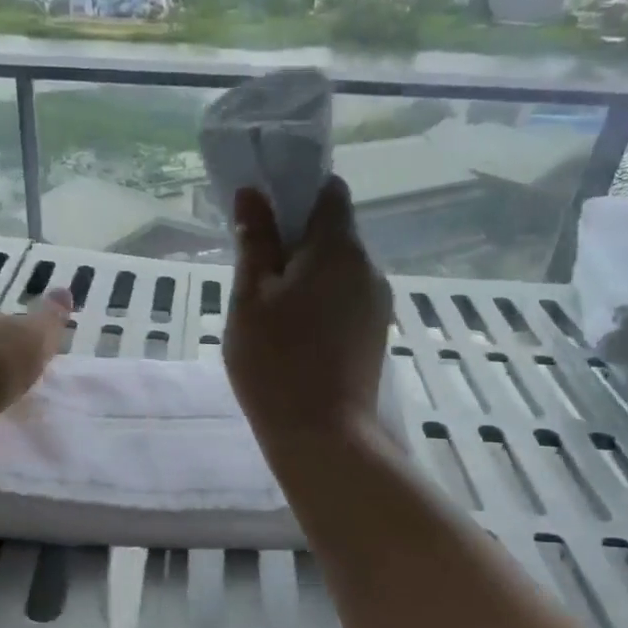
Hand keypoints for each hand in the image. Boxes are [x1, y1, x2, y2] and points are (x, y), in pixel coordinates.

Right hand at [225, 177, 390, 446]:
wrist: (322, 436)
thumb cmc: (276, 362)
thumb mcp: (250, 298)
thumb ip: (255, 242)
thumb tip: (253, 194)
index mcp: (339, 248)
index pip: (329, 191)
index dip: (297, 191)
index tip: (265, 214)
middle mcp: (368, 267)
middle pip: (334, 231)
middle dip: (296, 238)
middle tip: (255, 270)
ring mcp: (377, 302)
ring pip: (339, 268)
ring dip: (307, 273)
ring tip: (271, 308)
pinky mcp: (375, 332)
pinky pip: (346, 296)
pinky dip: (320, 299)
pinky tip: (295, 332)